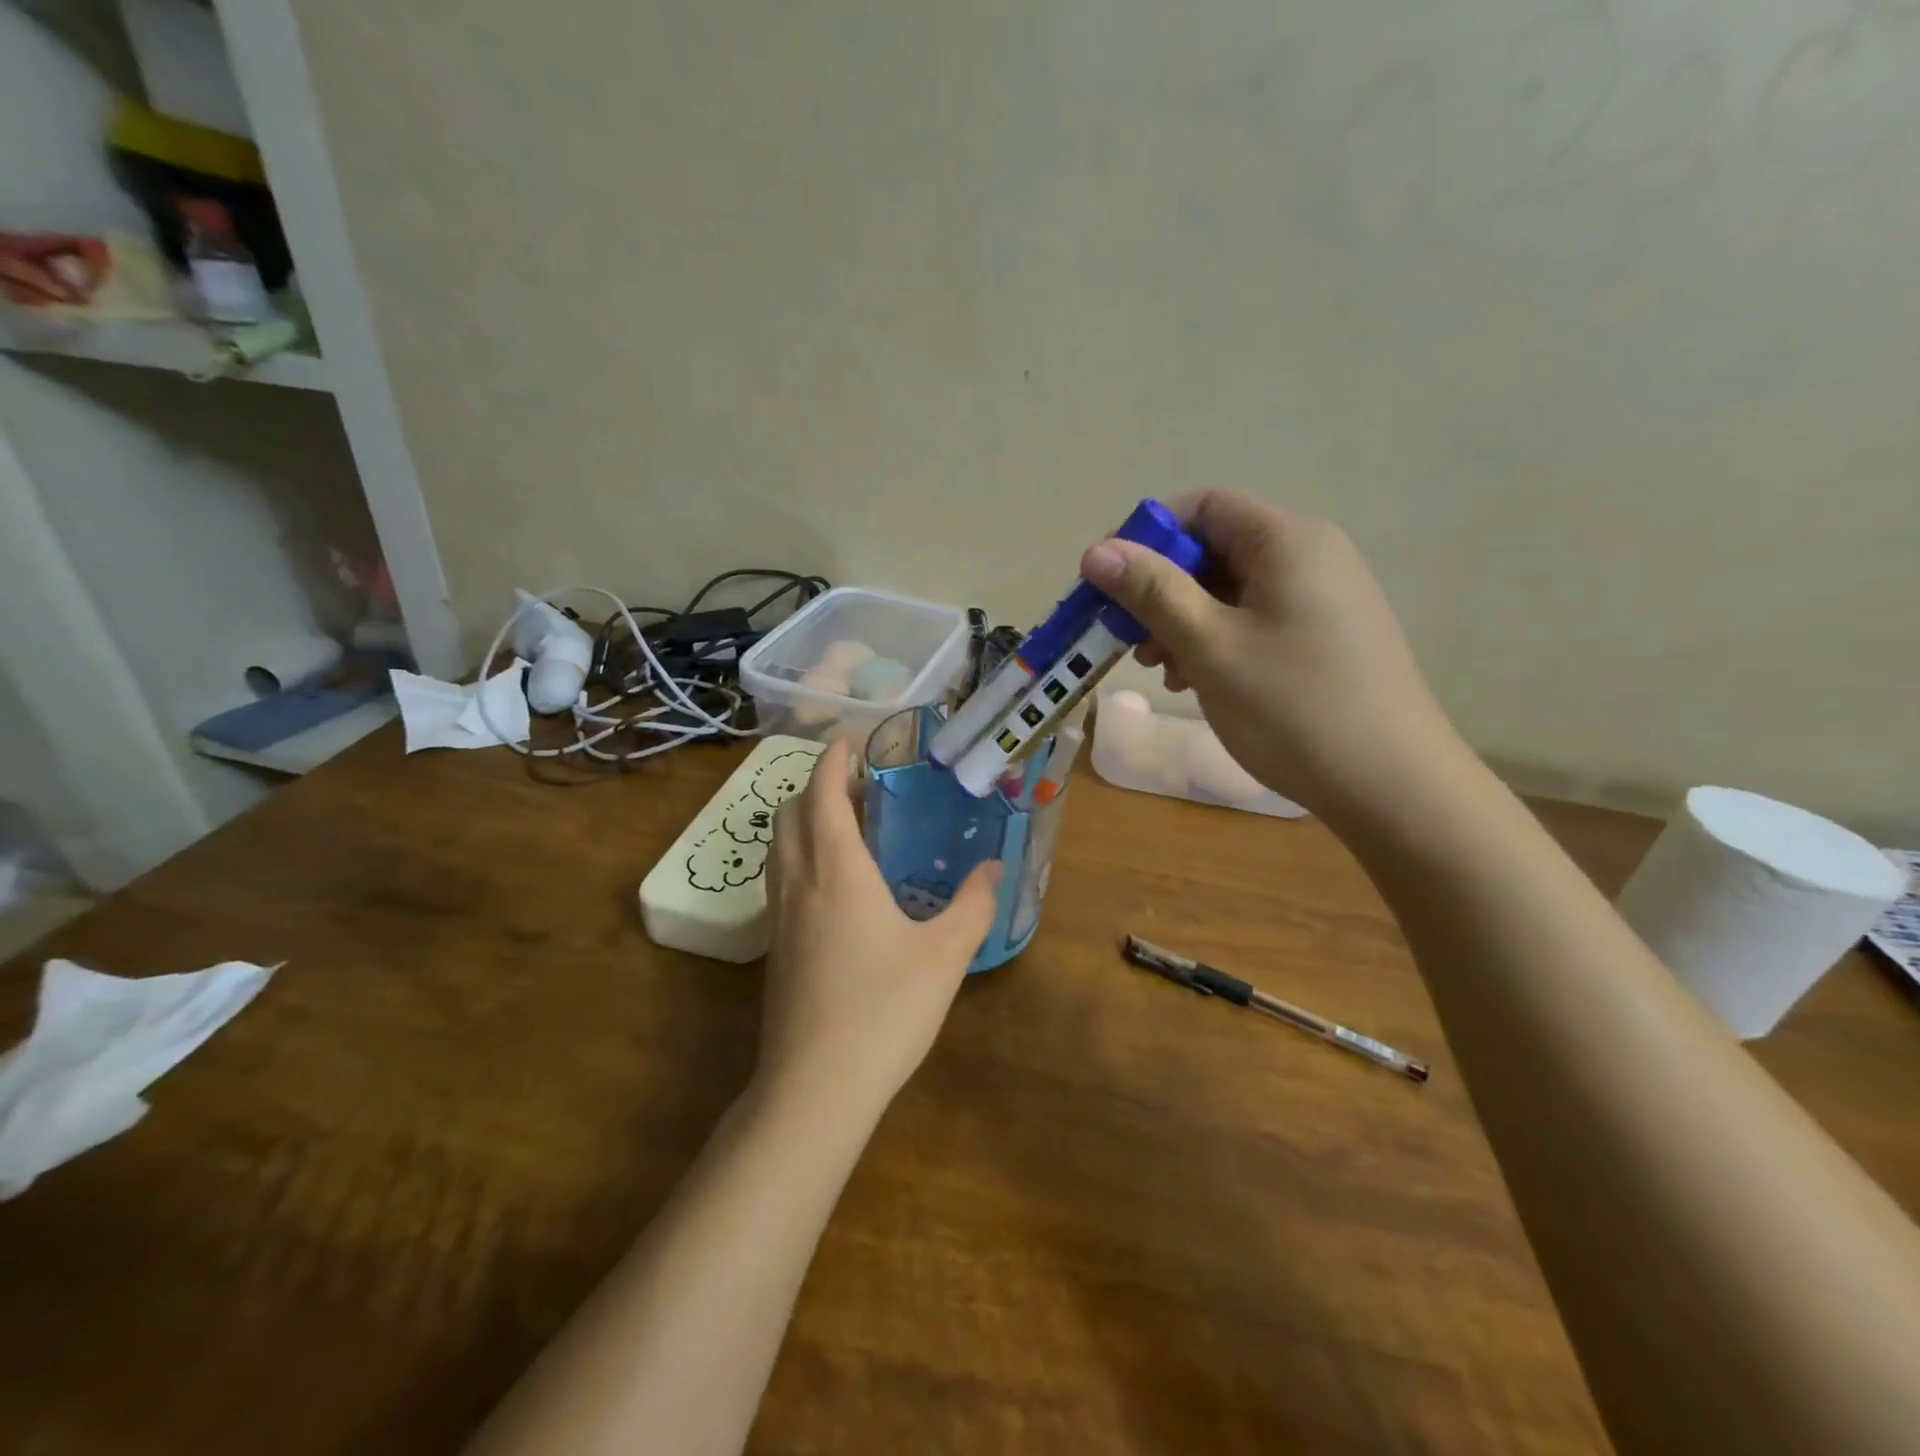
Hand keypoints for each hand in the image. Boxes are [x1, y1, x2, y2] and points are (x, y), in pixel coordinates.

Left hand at [758, 740, 1001, 1119]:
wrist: (816, 1087)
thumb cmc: (884, 1010)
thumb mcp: (945, 955)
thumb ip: (973, 905)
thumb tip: (995, 866)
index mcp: (837, 870)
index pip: (822, 794)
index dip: (832, 761)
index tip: (848, 740)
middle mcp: (798, 882)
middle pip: (788, 812)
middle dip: (814, 786)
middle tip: (857, 786)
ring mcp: (778, 917)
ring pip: (777, 846)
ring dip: (801, 819)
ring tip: (843, 825)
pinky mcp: (774, 948)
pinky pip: (778, 877)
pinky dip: (797, 854)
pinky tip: (832, 883)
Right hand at [1080, 488, 1463, 818]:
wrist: (1390, 785)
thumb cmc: (1292, 708)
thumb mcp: (1210, 646)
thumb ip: (1152, 592)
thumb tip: (1096, 551)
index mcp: (1287, 541)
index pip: (1204, 506)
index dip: (1148, 536)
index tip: (1107, 583)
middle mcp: (1309, 556)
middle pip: (1214, 549)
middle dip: (1161, 589)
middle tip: (1129, 640)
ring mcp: (1321, 598)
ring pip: (1230, 590)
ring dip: (1183, 621)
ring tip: (1163, 671)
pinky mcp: (1323, 636)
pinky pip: (1254, 619)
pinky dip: (1215, 641)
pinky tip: (1197, 682)